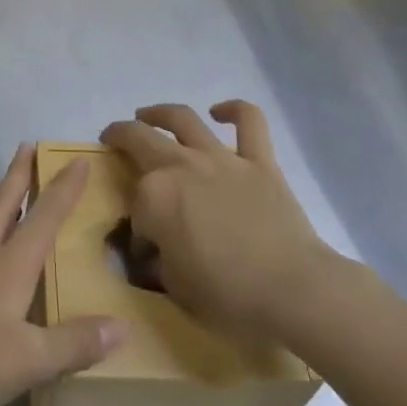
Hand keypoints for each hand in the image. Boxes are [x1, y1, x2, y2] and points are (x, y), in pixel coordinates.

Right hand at [101, 101, 346, 344]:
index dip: (136, 228)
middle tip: (113, 138)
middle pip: (141, 139)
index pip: (135, 206)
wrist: (293, 290)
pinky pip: (249, 121)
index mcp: (155, 196)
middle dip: (120, 136)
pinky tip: (221, 111)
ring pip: (183, 118)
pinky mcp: (259, 161)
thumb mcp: (175, 287)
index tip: (144, 249)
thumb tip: (155, 250)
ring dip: (160, 112)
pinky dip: (234, 110)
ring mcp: (222, 159)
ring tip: (148, 114)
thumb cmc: (229, 296)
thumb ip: (158, 259)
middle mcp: (182, 166)